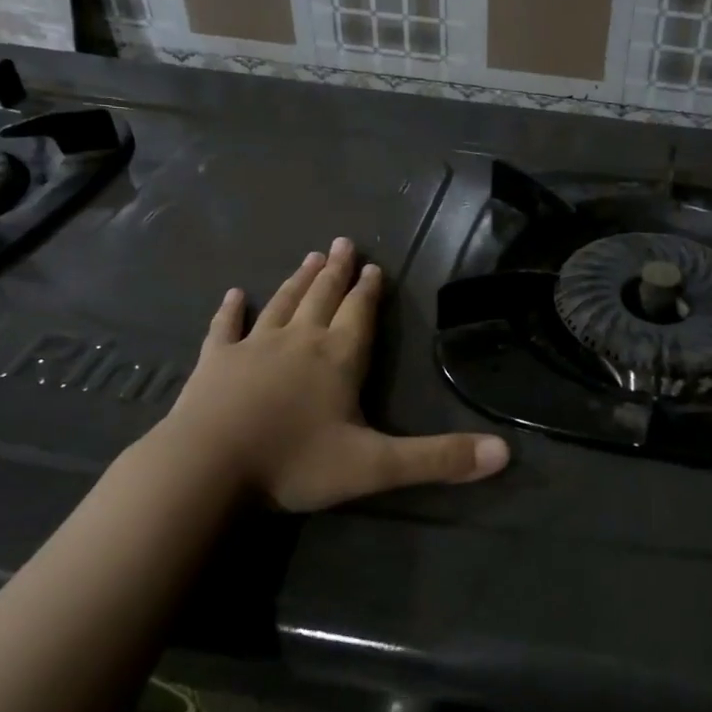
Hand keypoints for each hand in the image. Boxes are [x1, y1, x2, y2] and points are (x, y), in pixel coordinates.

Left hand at [150, 238, 509, 511]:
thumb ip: (439, 459)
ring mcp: (253, 348)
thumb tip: (505, 452)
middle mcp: (298, 341)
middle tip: (342, 243)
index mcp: (338, 358)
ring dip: (297, 281)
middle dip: (336, 272)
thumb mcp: (376, 466)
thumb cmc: (295, 463)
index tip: (373, 265)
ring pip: (281, 304)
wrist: (207, 469)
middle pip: (322, 298)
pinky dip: (230, 311)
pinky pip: (224, 329)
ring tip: (309, 257)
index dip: (369, 291)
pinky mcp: (213, 363)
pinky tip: (233, 295)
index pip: (359, 314)